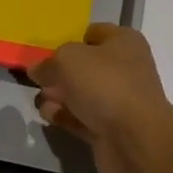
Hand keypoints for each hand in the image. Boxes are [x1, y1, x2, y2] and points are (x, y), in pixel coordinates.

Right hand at [28, 25, 172, 172]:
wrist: (135, 139)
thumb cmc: (105, 84)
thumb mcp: (68, 60)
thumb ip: (48, 62)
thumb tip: (37, 69)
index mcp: (124, 42)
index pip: (93, 33)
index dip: (70, 40)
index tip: (47, 52)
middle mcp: (125, 68)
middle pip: (85, 66)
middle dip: (60, 73)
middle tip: (40, 80)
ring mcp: (119, 100)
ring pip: (82, 93)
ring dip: (59, 96)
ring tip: (42, 100)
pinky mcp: (110, 128)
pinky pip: (82, 117)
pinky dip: (65, 116)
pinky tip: (49, 116)